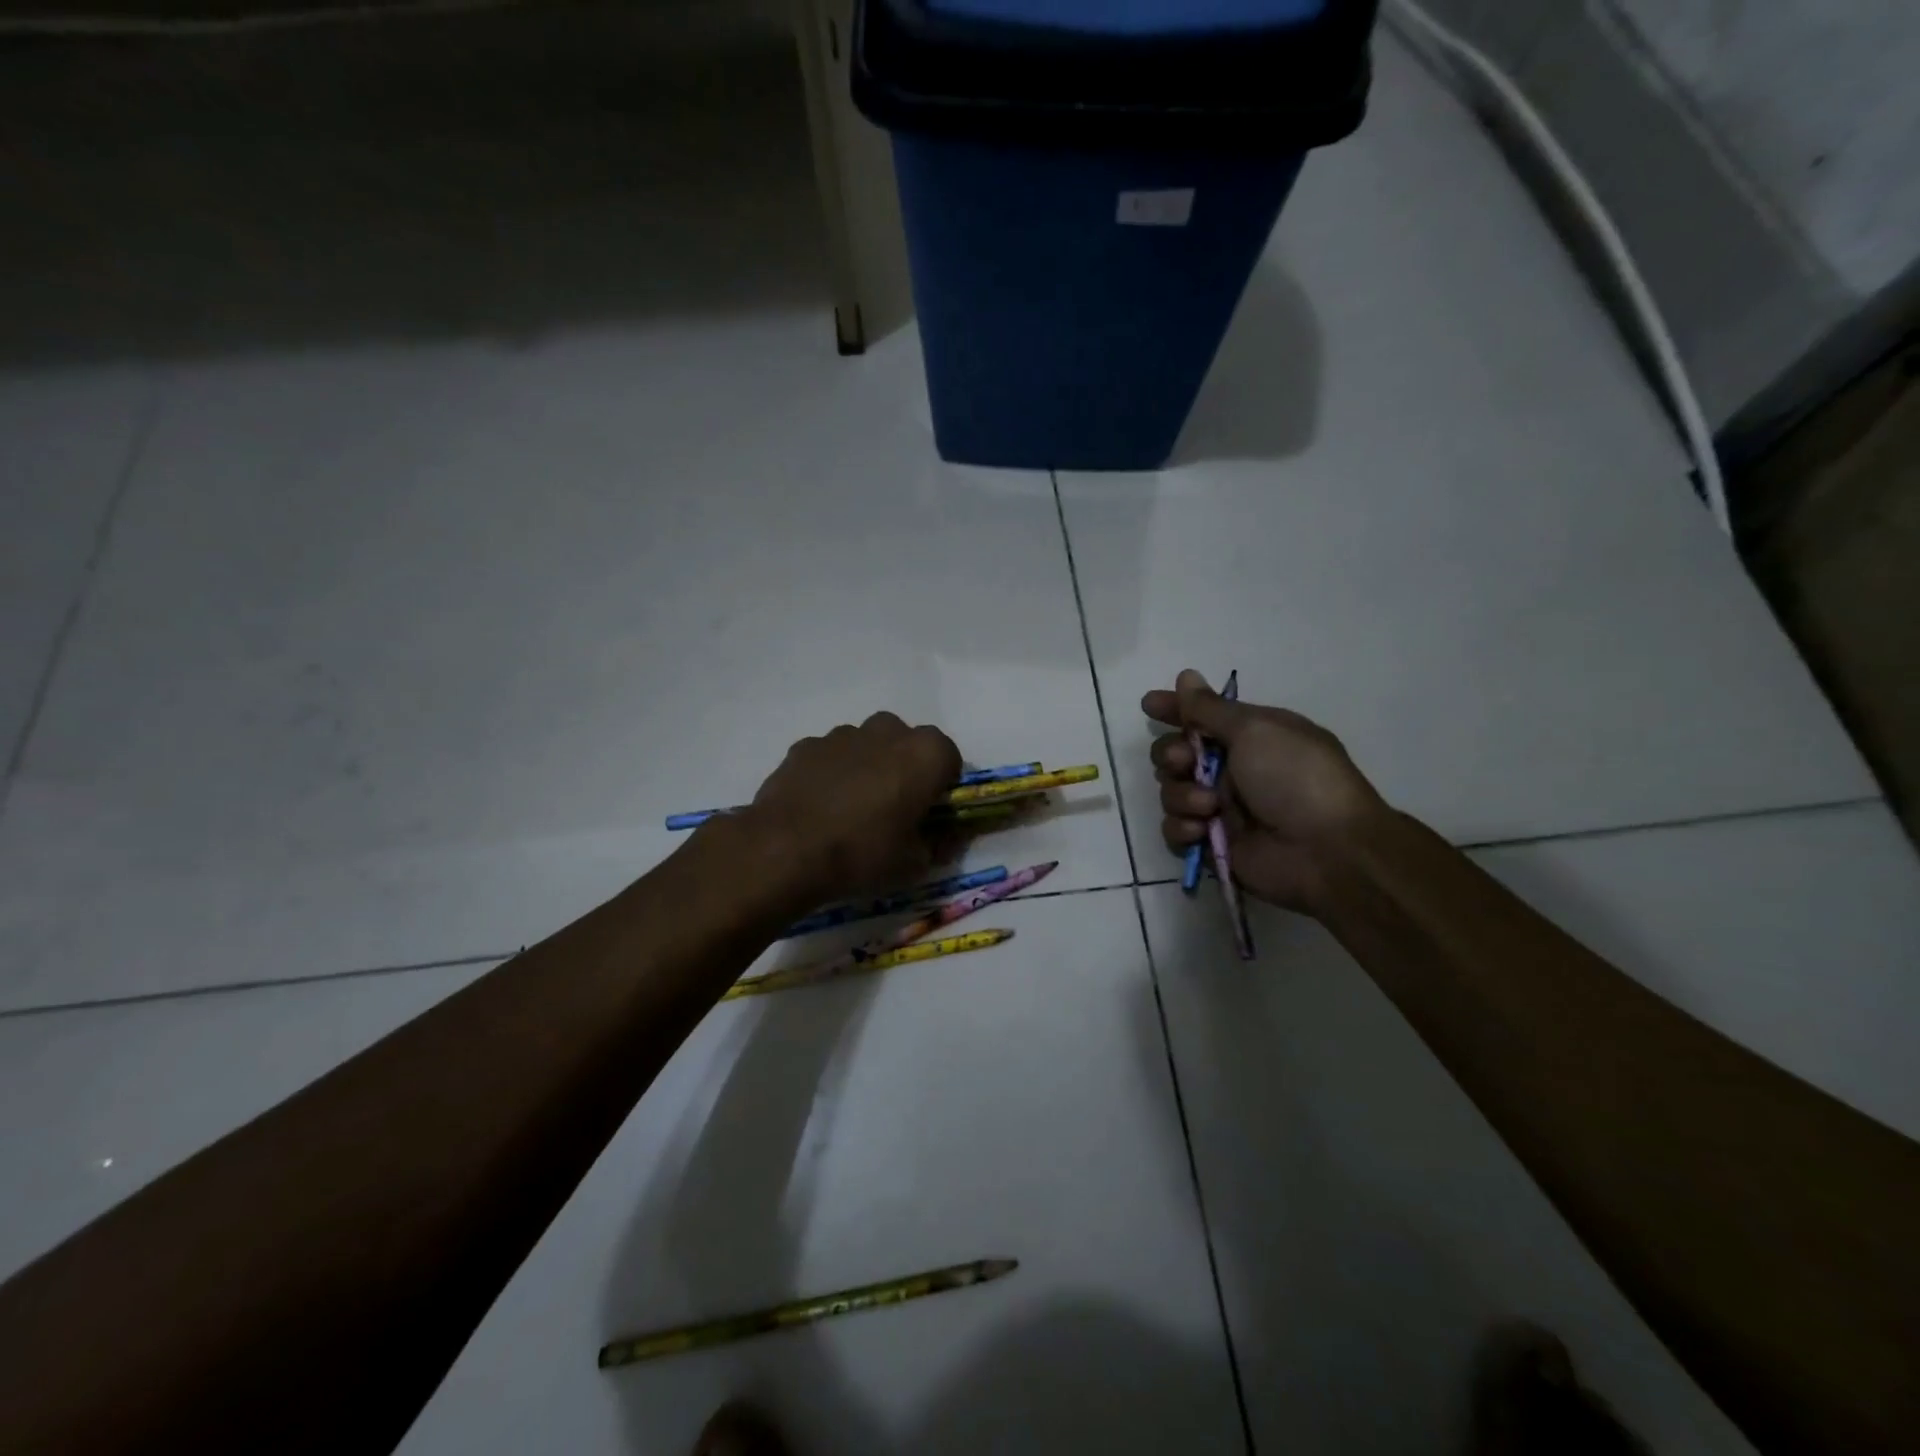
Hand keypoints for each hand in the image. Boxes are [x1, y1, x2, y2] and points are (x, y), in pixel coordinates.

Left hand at [740, 712, 962, 907]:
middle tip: (893, 808)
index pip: (950, 759)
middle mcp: (887, 731)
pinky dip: (831, 773)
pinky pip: (830, 756)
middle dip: (905, 769)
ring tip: (851, 810)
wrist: (785, 851)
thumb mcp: (914, 863)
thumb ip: (937, 844)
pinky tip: (819, 807)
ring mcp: (842, 734)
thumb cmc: (863, 854)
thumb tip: (944, 838)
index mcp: (925, 754)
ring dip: (867, 767)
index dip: (942, 786)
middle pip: (907, 744)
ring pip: (866, 745)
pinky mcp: (806, 745)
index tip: (930, 812)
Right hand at [1144, 670, 1385, 914]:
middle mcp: (1232, 769)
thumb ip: (1210, 708)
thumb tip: (1186, 676)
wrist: (1327, 850)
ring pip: (1171, 792)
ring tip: (1209, 807)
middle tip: (1185, 762)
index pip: (1201, 716)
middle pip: (1176, 754)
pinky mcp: (1212, 843)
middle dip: (1172, 755)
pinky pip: (1176, 830)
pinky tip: (1202, 831)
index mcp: (1249, 737)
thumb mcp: (1256, 730)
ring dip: (1182, 795)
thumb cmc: (1296, 778)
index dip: (1174, 709)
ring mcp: (1221, 808)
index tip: (1149, 706)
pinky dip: (1183, 828)